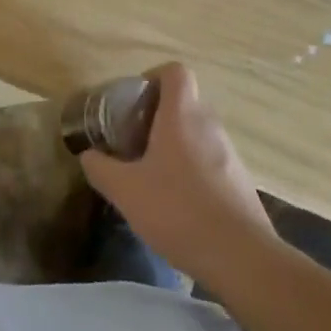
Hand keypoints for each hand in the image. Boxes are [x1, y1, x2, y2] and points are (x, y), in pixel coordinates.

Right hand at [78, 64, 273, 284]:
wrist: (241, 258)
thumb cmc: (178, 210)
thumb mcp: (125, 190)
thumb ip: (100, 168)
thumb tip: (88, 155)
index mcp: (182, 116)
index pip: (175, 71)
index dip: (153, 77)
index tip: (134, 101)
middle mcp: (210, 126)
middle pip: (184, 103)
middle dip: (157, 116)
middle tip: (134, 141)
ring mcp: (230, 154)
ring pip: (197, 134)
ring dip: (175, 145)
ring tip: (152, 176)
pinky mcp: (241, 183)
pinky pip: (211, 162)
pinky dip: (192, 171)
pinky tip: (178, 204)